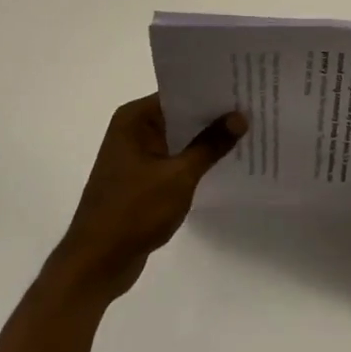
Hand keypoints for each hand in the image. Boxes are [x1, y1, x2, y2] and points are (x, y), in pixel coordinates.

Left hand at [53, 95, 245, 303]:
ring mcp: (136, 155)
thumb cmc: (134, 212)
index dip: (211, 91)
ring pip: (179, 138)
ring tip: (247, 131)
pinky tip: (224, 161)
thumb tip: (239, 116)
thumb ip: (210, 145)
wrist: (96, 264)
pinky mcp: (141, 179)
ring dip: (206, 140)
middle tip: (253, 106)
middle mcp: (133, 130)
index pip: (179, 93)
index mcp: (134, 119)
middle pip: (180, 114)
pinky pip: (174, 160)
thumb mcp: (179, 176)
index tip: (244, 86)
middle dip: (213, 115)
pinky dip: (195, 160)